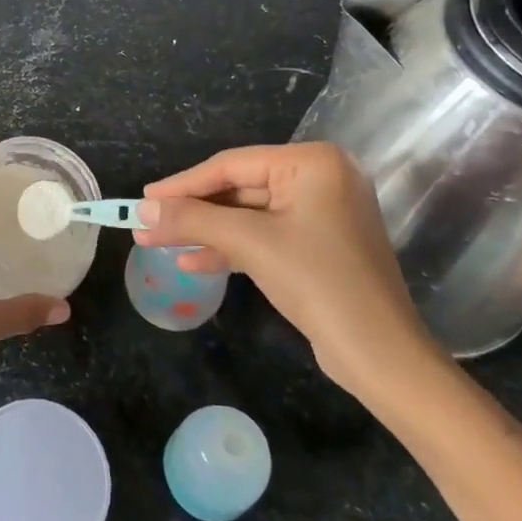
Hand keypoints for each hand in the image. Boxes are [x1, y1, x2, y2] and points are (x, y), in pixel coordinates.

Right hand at [135, 143, 442, 403]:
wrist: (382, 357)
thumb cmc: (319, 283)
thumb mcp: (250, 244)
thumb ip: (192, 220)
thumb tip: (139, 210)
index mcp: (313, 163)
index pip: (232, 165)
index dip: (183, 183)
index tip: (143, 198)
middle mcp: (320, 179)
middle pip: (239, 189)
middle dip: (192, 211)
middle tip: (146, 222)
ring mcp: (321, 214)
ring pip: (247, 215)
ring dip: (204, 231)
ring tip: (157, 243)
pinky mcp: (317, 246)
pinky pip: (263, 236)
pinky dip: (229, 248)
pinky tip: (191, 261)